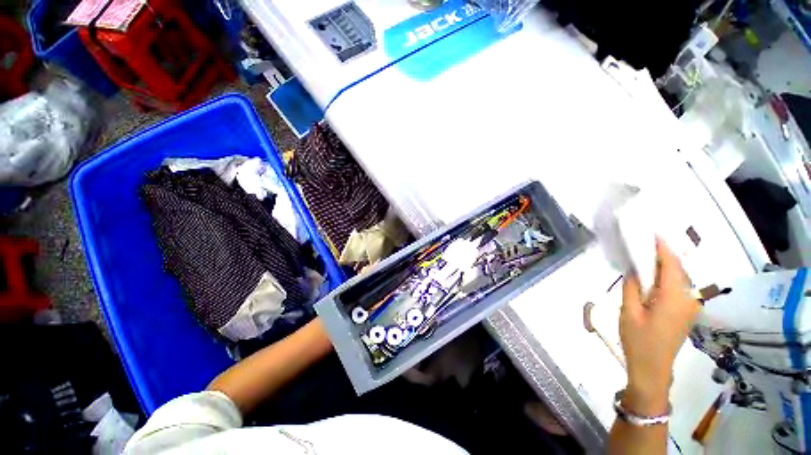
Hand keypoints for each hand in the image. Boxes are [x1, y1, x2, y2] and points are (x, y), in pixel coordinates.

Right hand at [619, 238, 698, 415]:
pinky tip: (652, 277)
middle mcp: (688, 299)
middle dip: (663, 254)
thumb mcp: (629, 311)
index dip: (663, 248)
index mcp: (674, 298)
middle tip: (643, 243)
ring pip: (679, 278)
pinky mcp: (686, 312)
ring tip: (645, 256)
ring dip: (664, 266)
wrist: (653, 368)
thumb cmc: (638, 340)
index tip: (652, 233)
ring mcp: (689, 307)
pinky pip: (678, 288)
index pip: (671, 265)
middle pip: (678, 270)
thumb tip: (634, 269)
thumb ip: (632, 287)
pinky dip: (666, 277)